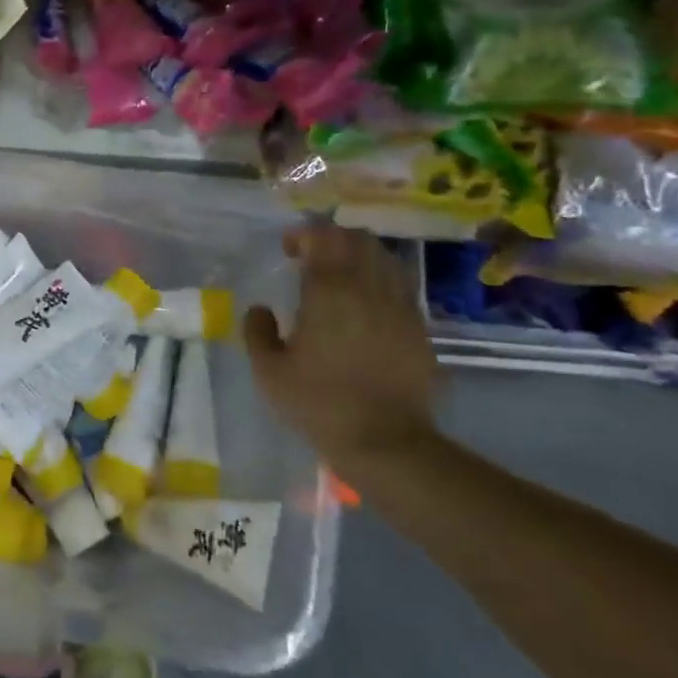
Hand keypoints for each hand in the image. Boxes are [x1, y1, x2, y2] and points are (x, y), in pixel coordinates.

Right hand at [243, 223, 439, 477]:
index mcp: (329, 293)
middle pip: (358, 241)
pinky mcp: (419, 329)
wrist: (386, 442)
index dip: (304, 235)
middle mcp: (368, 290)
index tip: (288, 248)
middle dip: (333, 239)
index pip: (323, 239)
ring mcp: (400, 308)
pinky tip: (366, 304)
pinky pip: (400, 287)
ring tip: (340, 276)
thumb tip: (261, 309)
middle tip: (312, 256)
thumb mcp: (269, 371)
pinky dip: (380, 282)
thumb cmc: (319, 403)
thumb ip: (257, 332)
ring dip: (359, 257)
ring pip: (385, 259)